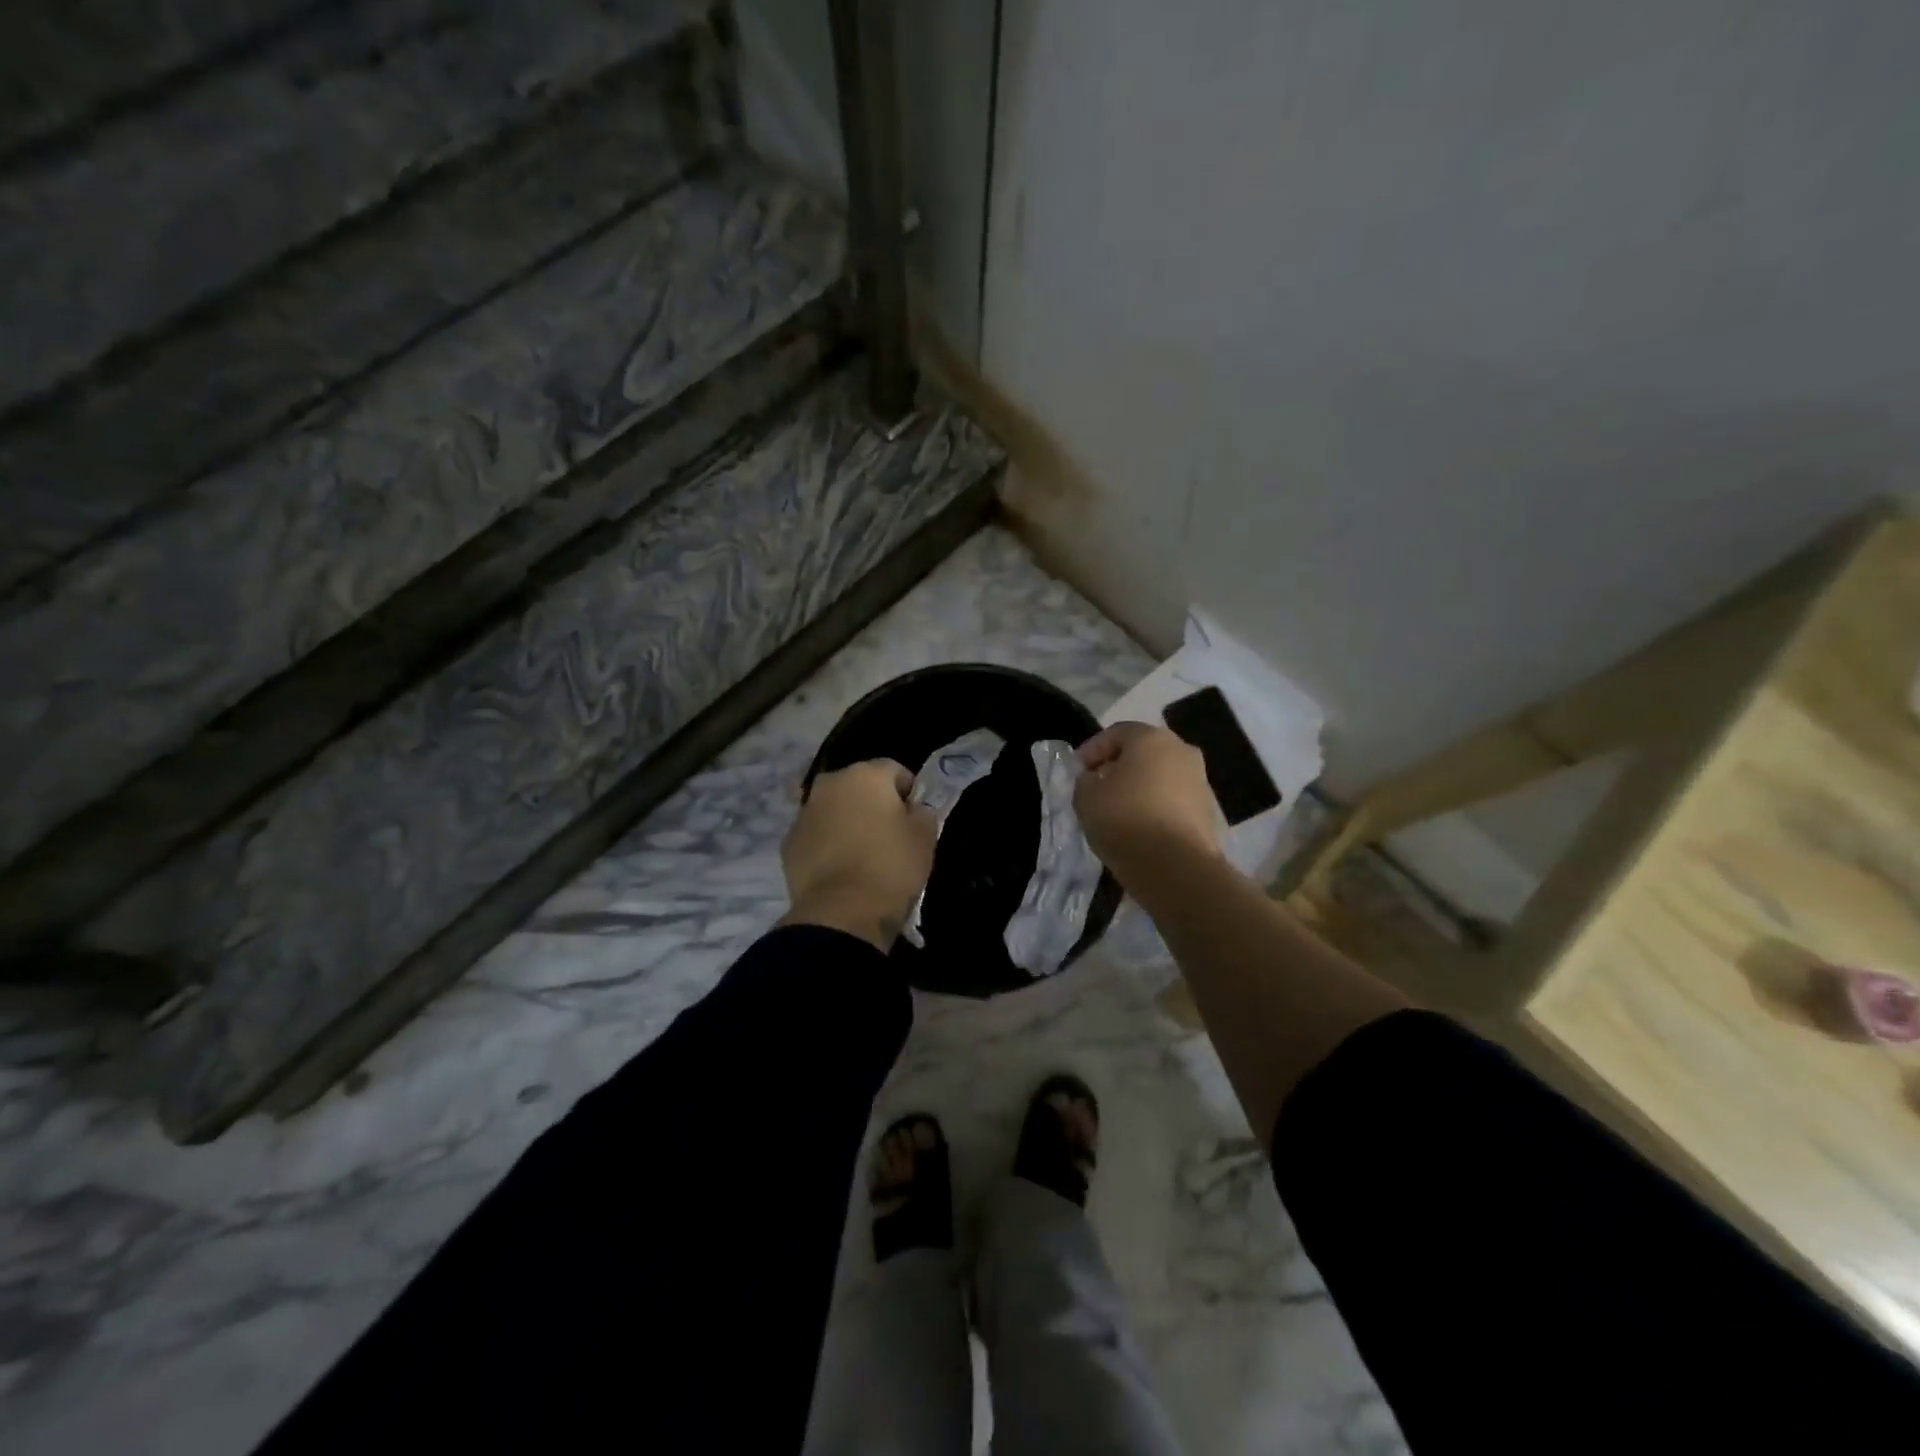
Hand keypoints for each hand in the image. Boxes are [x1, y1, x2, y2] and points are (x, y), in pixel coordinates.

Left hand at [781, 760, 937, 950]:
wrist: (841, 913)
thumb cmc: (891, 867)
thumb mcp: (925, 837)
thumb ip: (922, 813)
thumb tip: (912, 809)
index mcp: (866, 774)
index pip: (894, 770)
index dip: (908, 792)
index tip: (914, 818)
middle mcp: (830, 784)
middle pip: (858, 786)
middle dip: (873, 803)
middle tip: (888, 835)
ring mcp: (804, 813)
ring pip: (833, 809)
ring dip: (847, 822)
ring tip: (862, 855)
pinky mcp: (789, 843)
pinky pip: (815, 835)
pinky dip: (827, 844)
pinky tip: (840, 869)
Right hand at [1074, 722, 1223, 889]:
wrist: (1176, 867)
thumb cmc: (1124, 820)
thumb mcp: (1086, 797)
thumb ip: (1085, 781)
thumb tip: (1094, 779)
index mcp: (1151, 738)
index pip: (1115, 733)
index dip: (1092, 750)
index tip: (1077, 771)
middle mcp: (1181, 751)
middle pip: (1143, 753)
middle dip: (1118, 767)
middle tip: (1097, 788)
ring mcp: (1200, 781)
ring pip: (1161, 777)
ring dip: (1140, 788)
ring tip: (1118, 812)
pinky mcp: (1209, 811)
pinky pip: (1174, 801)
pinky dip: (1156, 808)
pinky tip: (1141, 828)